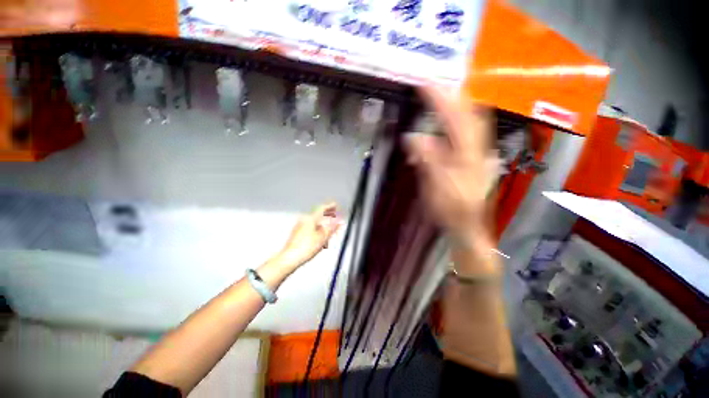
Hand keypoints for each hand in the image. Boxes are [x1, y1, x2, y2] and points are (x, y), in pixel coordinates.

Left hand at [275, 202, 341, 271]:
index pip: (322, 208)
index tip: (335, 205)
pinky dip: (317, 231)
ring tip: (329, 235)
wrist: (289, 259)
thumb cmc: (305, 248)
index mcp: (310, 218)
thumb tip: (339, 222)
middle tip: (335, 217)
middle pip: (318, 215)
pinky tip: (321, 240)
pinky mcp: (297, 234)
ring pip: (314, 223)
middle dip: (327, 216)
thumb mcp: (323, 237)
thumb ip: (332, 228)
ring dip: (323, 226)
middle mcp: (304, 220)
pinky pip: (310, 228)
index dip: (330, 206)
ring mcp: (299, 226)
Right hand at [404, 86, 497, 243]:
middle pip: (470, 112)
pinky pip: (468, 133)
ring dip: (454, 106)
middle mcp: (477, 148)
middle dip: (451, 95)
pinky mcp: (474, 158)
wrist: (468, 226)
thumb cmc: (451, 210)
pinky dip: (455, 122)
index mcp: (467, 154)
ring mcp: (478, 152)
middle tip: (432, 86)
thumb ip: (427, 160)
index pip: (454, 118)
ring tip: (437, 98)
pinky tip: (444, 124)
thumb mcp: (435, 187)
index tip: (423, 84)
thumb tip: (413, 137)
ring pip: (471, 120)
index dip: (438, 99)